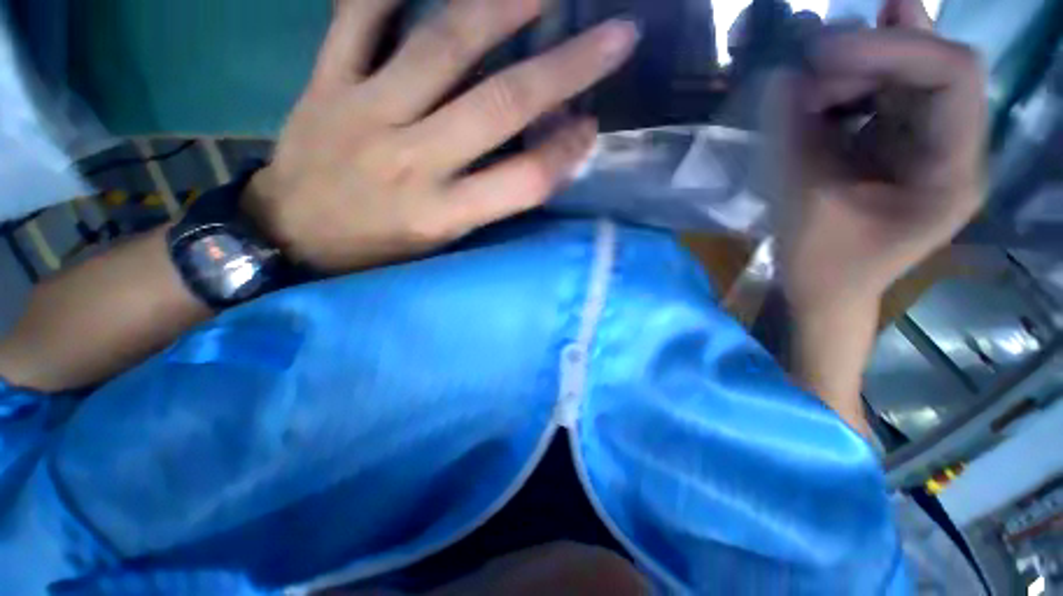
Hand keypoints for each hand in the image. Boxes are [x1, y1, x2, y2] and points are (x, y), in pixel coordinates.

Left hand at [243, 0, 638, 272]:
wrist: (291, 236)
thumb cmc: (376, 249)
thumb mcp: (442, 241)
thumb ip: (491, 199)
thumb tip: (540, 156)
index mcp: (442, 215)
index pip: (525, 181)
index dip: (567, 154)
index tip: (593, 127)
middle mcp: (414, 161)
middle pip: (501, 105)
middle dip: (566, 68)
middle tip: (615, 37)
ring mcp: (366, 112)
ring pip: (442, 45)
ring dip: (502, 7)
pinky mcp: (327, 83)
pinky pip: (358, 14)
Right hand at [766, 0, 986, 313]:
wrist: (826, 293)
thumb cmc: (820, 266)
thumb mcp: (802, 203)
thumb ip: (796, 137)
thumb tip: (785, 77)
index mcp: (952, 174)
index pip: (954, 76)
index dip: (894, 48)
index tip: (822, 55)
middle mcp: (953, 148)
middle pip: (931, 66)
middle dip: (868, 56)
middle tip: (808, 65)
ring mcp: (927, 145)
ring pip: (906, 75)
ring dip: (854, 69)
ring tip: (805, 90)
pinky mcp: (899, 146)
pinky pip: (883, 96)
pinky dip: (847, 87)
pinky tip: (814, 98)